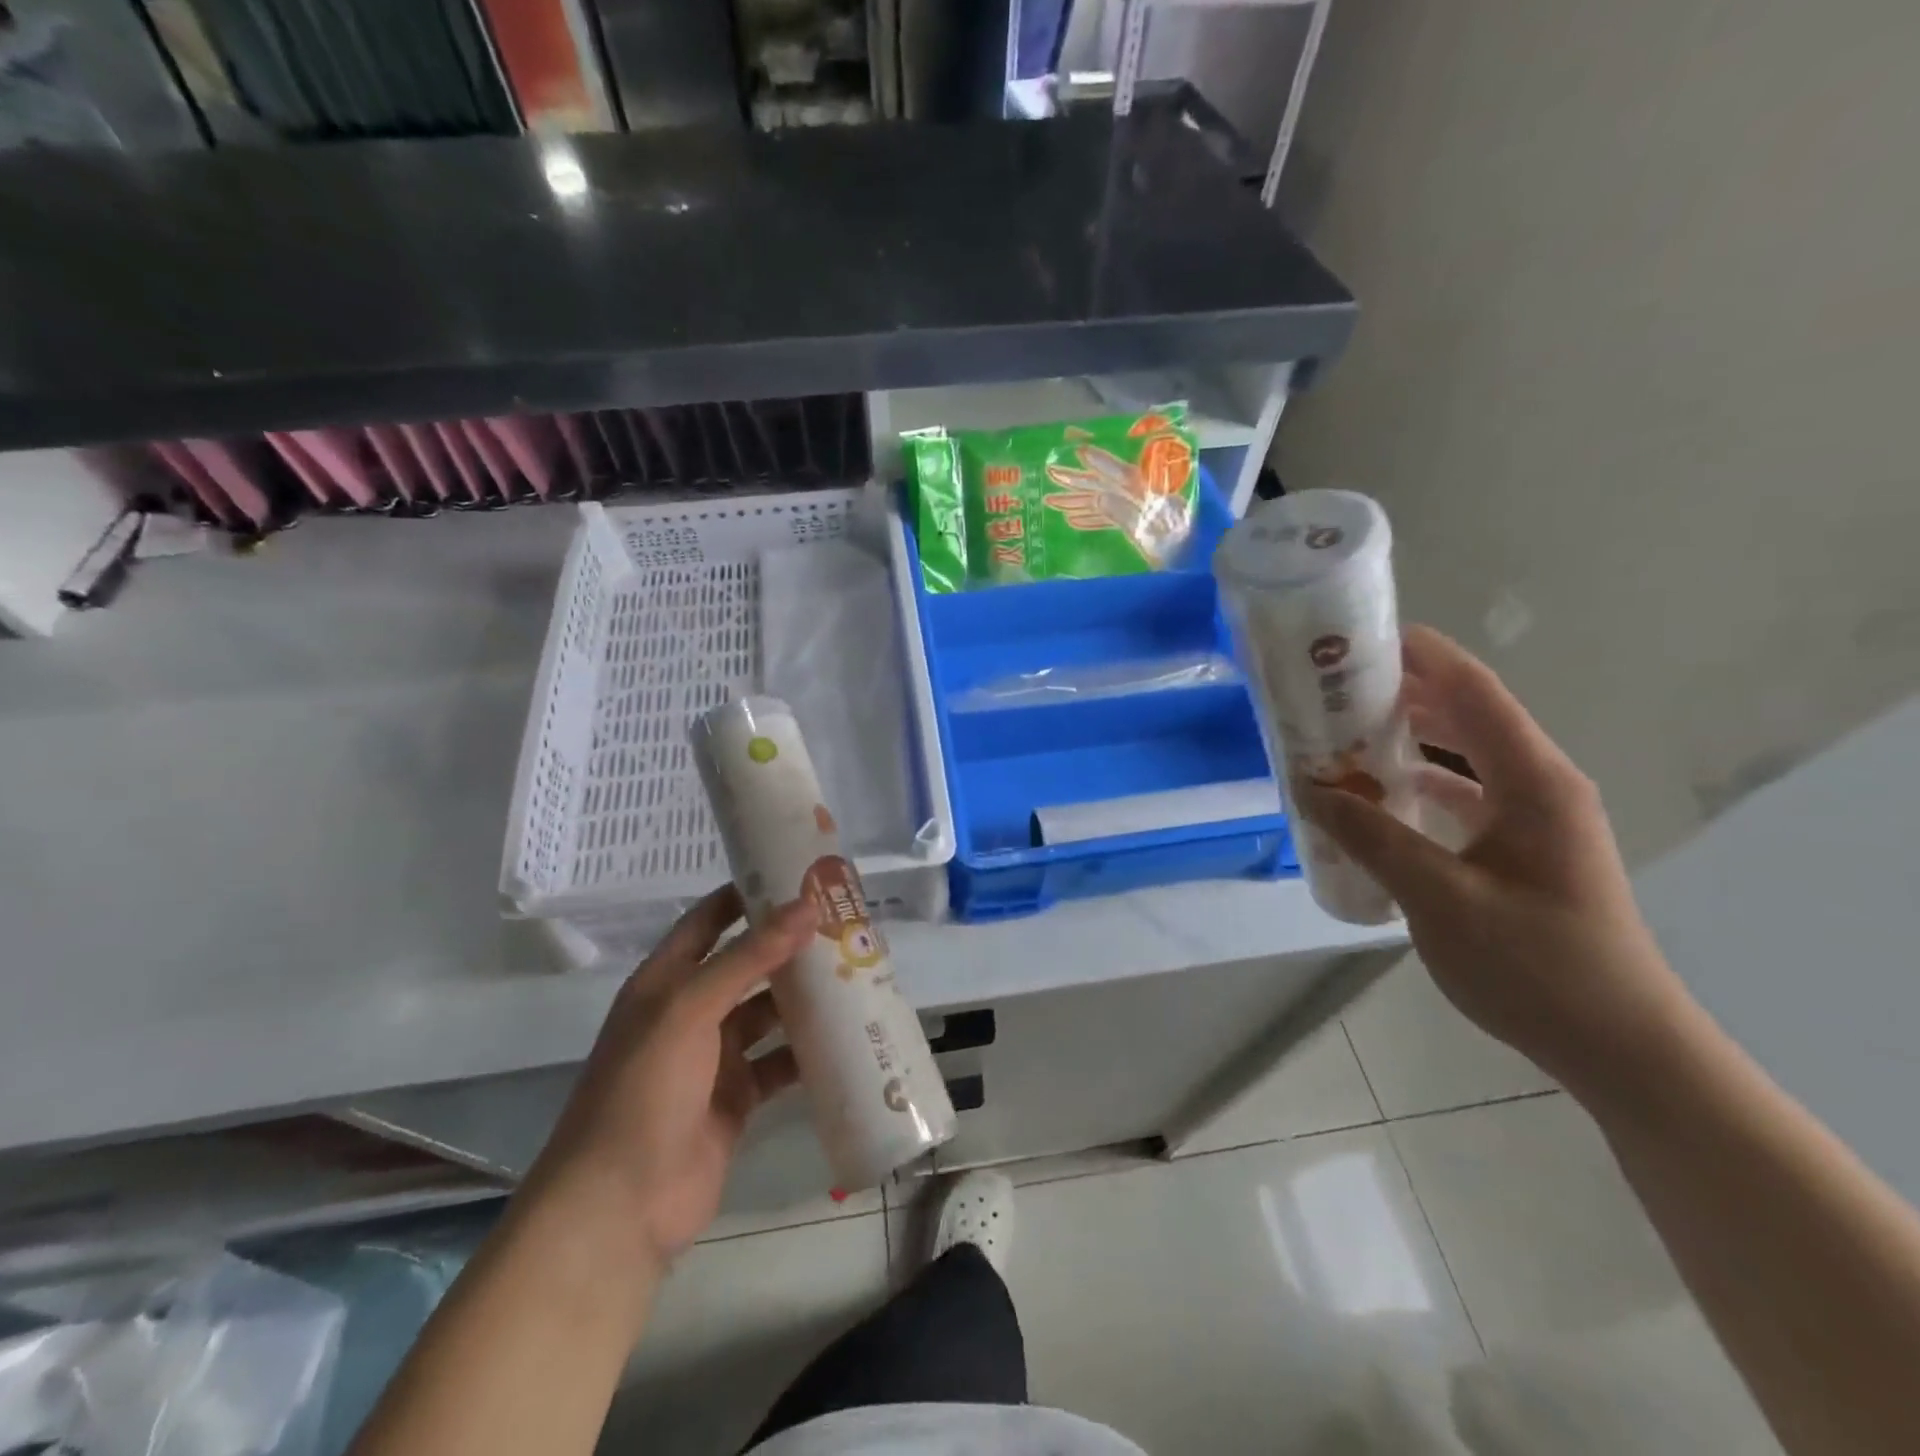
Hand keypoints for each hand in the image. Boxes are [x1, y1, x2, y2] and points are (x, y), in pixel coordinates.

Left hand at [524, 888, 813, 1274]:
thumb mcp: (690, 1009)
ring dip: (805, 996)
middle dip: (789, 944)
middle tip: (844, 922)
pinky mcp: (737, 1099)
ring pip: (768, 1012)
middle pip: (747, 964)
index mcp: (666, 982)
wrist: (620, 1207)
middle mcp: (690, 1012)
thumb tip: (806, 905)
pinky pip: (780, 1062)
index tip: (798, 874)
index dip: (748, 894)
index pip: (709, 920)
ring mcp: (714, 1058)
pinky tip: (848, 1035)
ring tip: (857, 970)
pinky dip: (808, 1051)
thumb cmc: (645, 1090)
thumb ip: (749, 956)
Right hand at [1297, 626, 1691, 1095]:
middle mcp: (1539, 785)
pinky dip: (1417, 785)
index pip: (1472, 691)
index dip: (1418, 655)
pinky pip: (1463, 794)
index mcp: (1533, 781)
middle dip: (1398, 695)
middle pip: (1465, 715)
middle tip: (1328, 691)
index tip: (1356, 640)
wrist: (1618, 1046)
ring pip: (1462, 755)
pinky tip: (1374, 798)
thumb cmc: (1535, 965)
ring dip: (1405, 740)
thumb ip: (1370, 836)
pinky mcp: (1522, 848)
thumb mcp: (1438, 898)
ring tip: (1338, 736)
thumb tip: (1309, 788)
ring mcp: (1534, 817)